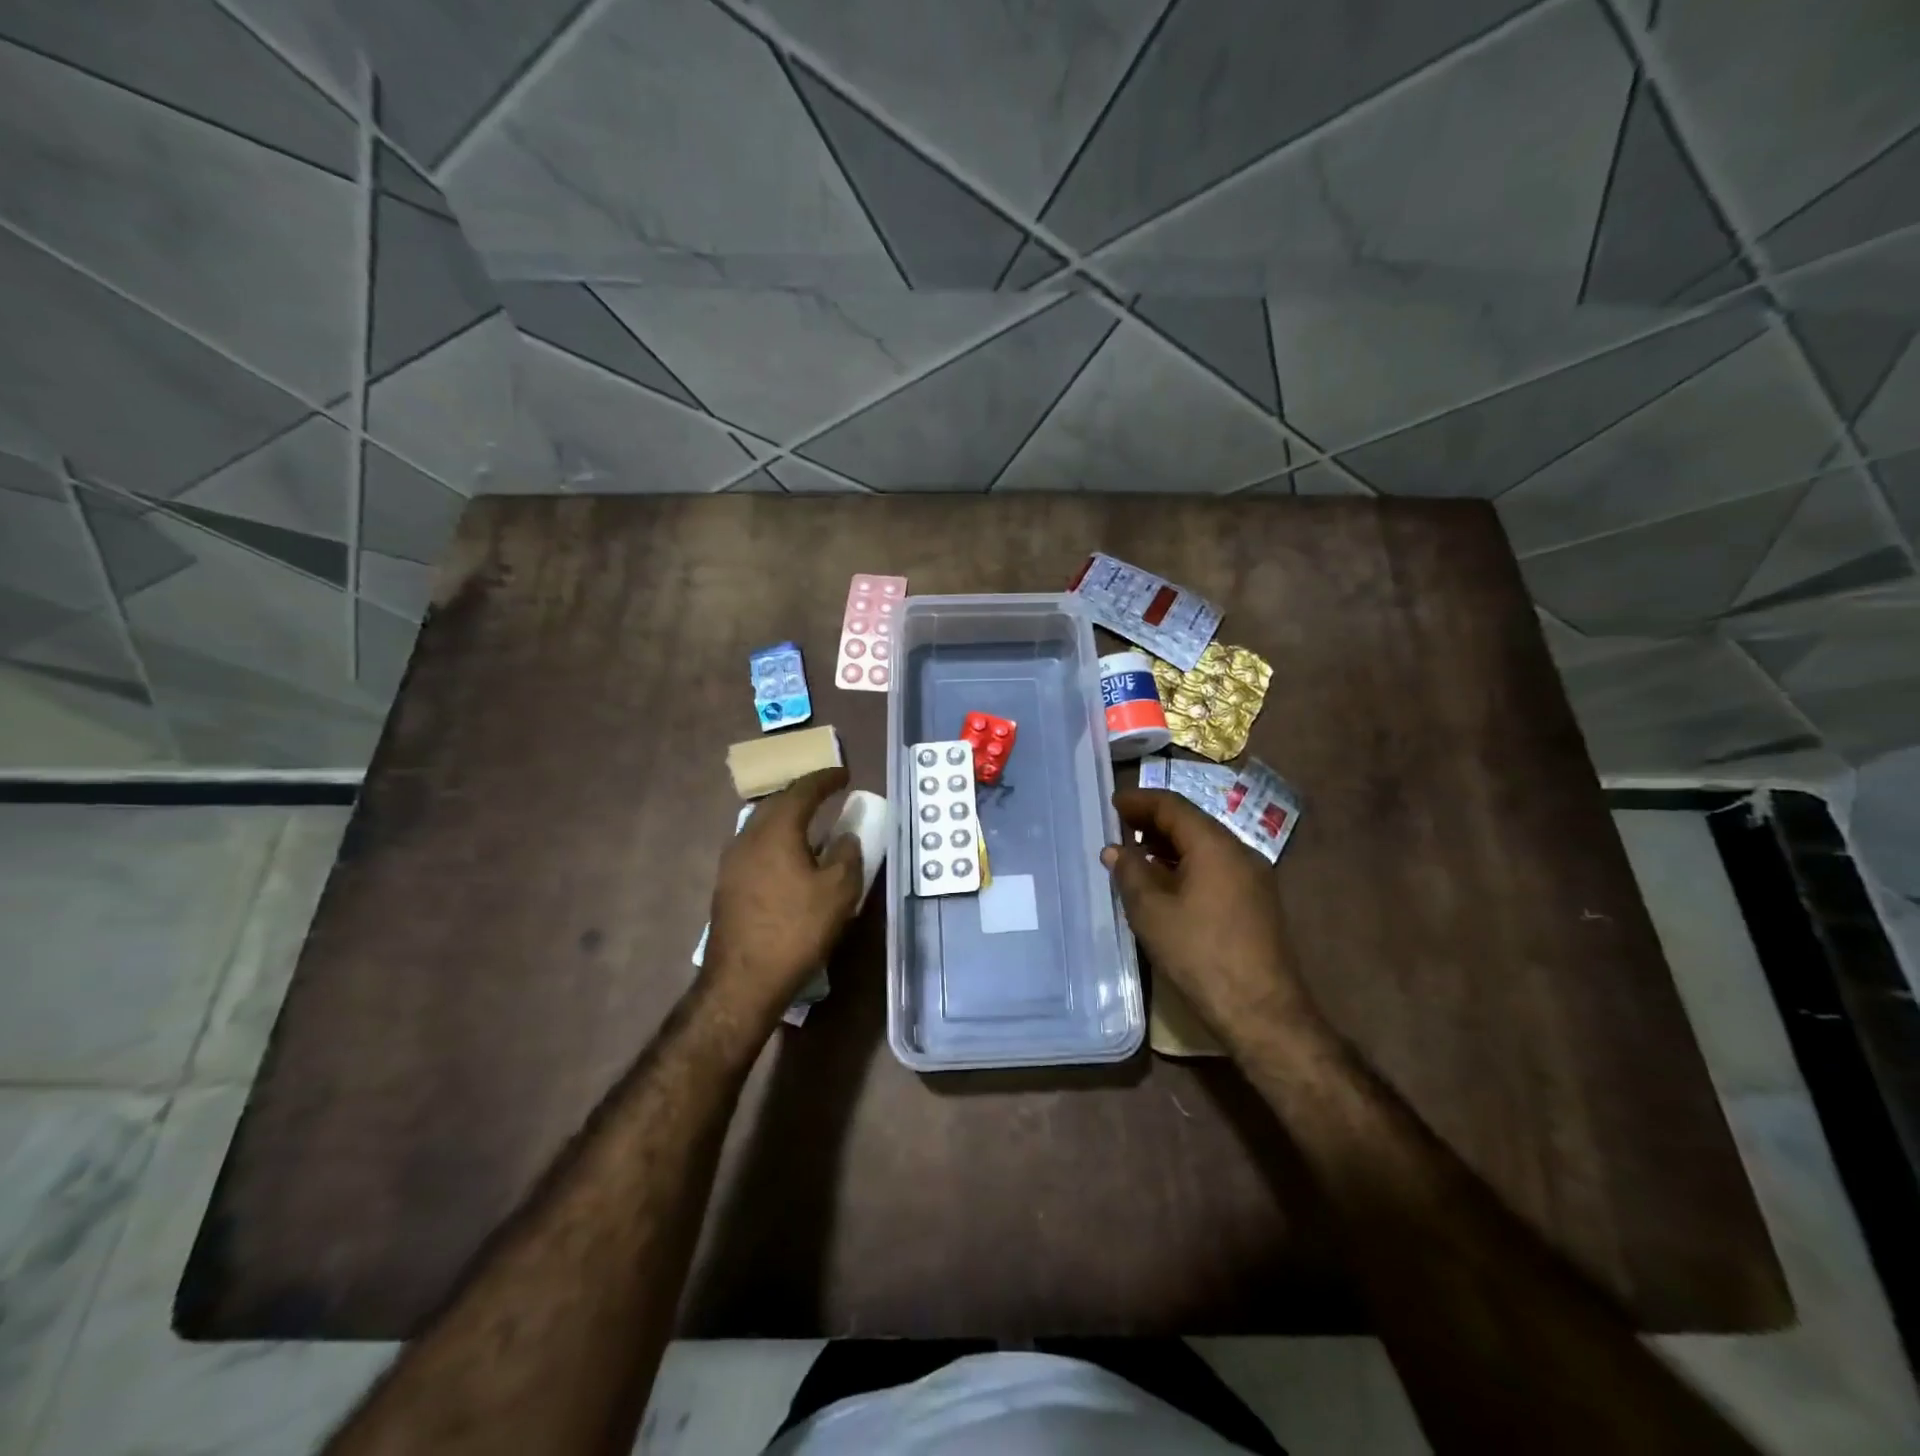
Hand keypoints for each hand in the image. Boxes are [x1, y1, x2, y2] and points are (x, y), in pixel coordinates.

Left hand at [702, 768, 863, 1020]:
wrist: (743, 980)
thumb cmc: (796, 929)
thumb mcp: (838, 891)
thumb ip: (847, 855)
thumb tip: (845, 837)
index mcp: (777, 830)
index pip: (802, 790)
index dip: (825, 779)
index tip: (844, 773)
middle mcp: (748, 837)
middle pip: (776, 803)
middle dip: (802, 794)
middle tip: (826, 794)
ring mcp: (732, 861)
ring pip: (762, 825)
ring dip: (787, 818)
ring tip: (810, 824)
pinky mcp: (726, 884)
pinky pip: (755, 847)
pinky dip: (776, 841)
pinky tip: (789, 858)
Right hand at [1101, 788, 1317, 1038]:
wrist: (1261, 1010)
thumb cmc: (1200, 954)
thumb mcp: (1151, 912)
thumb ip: (1130, 873)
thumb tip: (1116, 849)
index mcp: (1214, 845)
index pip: (1173, 806)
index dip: (1141, 800)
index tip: (1114, 802)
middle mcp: (1239, 852)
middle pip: (1192, 823)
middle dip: (1154, 821)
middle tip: (1121, 826)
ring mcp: (1253, 878)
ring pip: (1205, 847)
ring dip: (1169, 845)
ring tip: (1137, 855)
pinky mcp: (1256, 902)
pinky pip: (1216, 868)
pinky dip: (1186, 865)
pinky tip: (1166, 884)